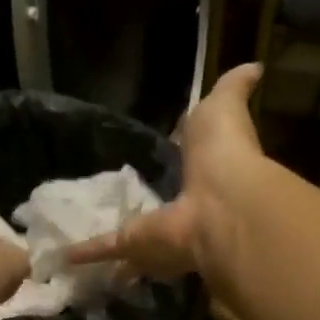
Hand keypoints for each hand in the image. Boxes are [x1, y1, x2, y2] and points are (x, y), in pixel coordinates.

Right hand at [68, 62, 264, 279]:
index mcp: (201, 170)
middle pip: (157, 203)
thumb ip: (234, 88)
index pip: (182, 163)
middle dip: (142, 205)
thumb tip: (255, 65)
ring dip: (115, 236)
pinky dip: (84, 251)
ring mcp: (157, 228)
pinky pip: (105, 247)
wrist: (221, 205)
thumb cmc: (223, 152)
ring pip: (132, 233)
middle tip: (112, 199)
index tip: (155, 155)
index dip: (171, 159)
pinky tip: (63, 254)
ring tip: (83, 226)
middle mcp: (180, 203)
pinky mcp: (133, 244)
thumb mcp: (225, 107)